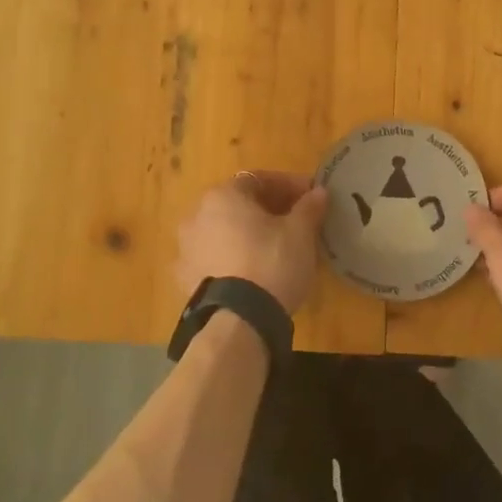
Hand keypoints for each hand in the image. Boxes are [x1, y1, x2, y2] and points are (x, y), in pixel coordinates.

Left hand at [175, 171, 328, 312]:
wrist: (239, 320)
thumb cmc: (272, 262)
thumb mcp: (300, 233)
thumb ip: (308, 207)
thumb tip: (318, 192)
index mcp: (223, 195)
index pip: (259, 180)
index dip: (288, 186)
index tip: (309, 198)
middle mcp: (196, 214)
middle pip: (237, 204)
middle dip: (266, 209)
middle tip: (293, 221)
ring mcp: (185, 247)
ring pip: (222, 230)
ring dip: (245, 233)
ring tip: (271, 248)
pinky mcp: (184, 278)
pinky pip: (212, 257)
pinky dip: (230, 257)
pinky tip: (248, 271)